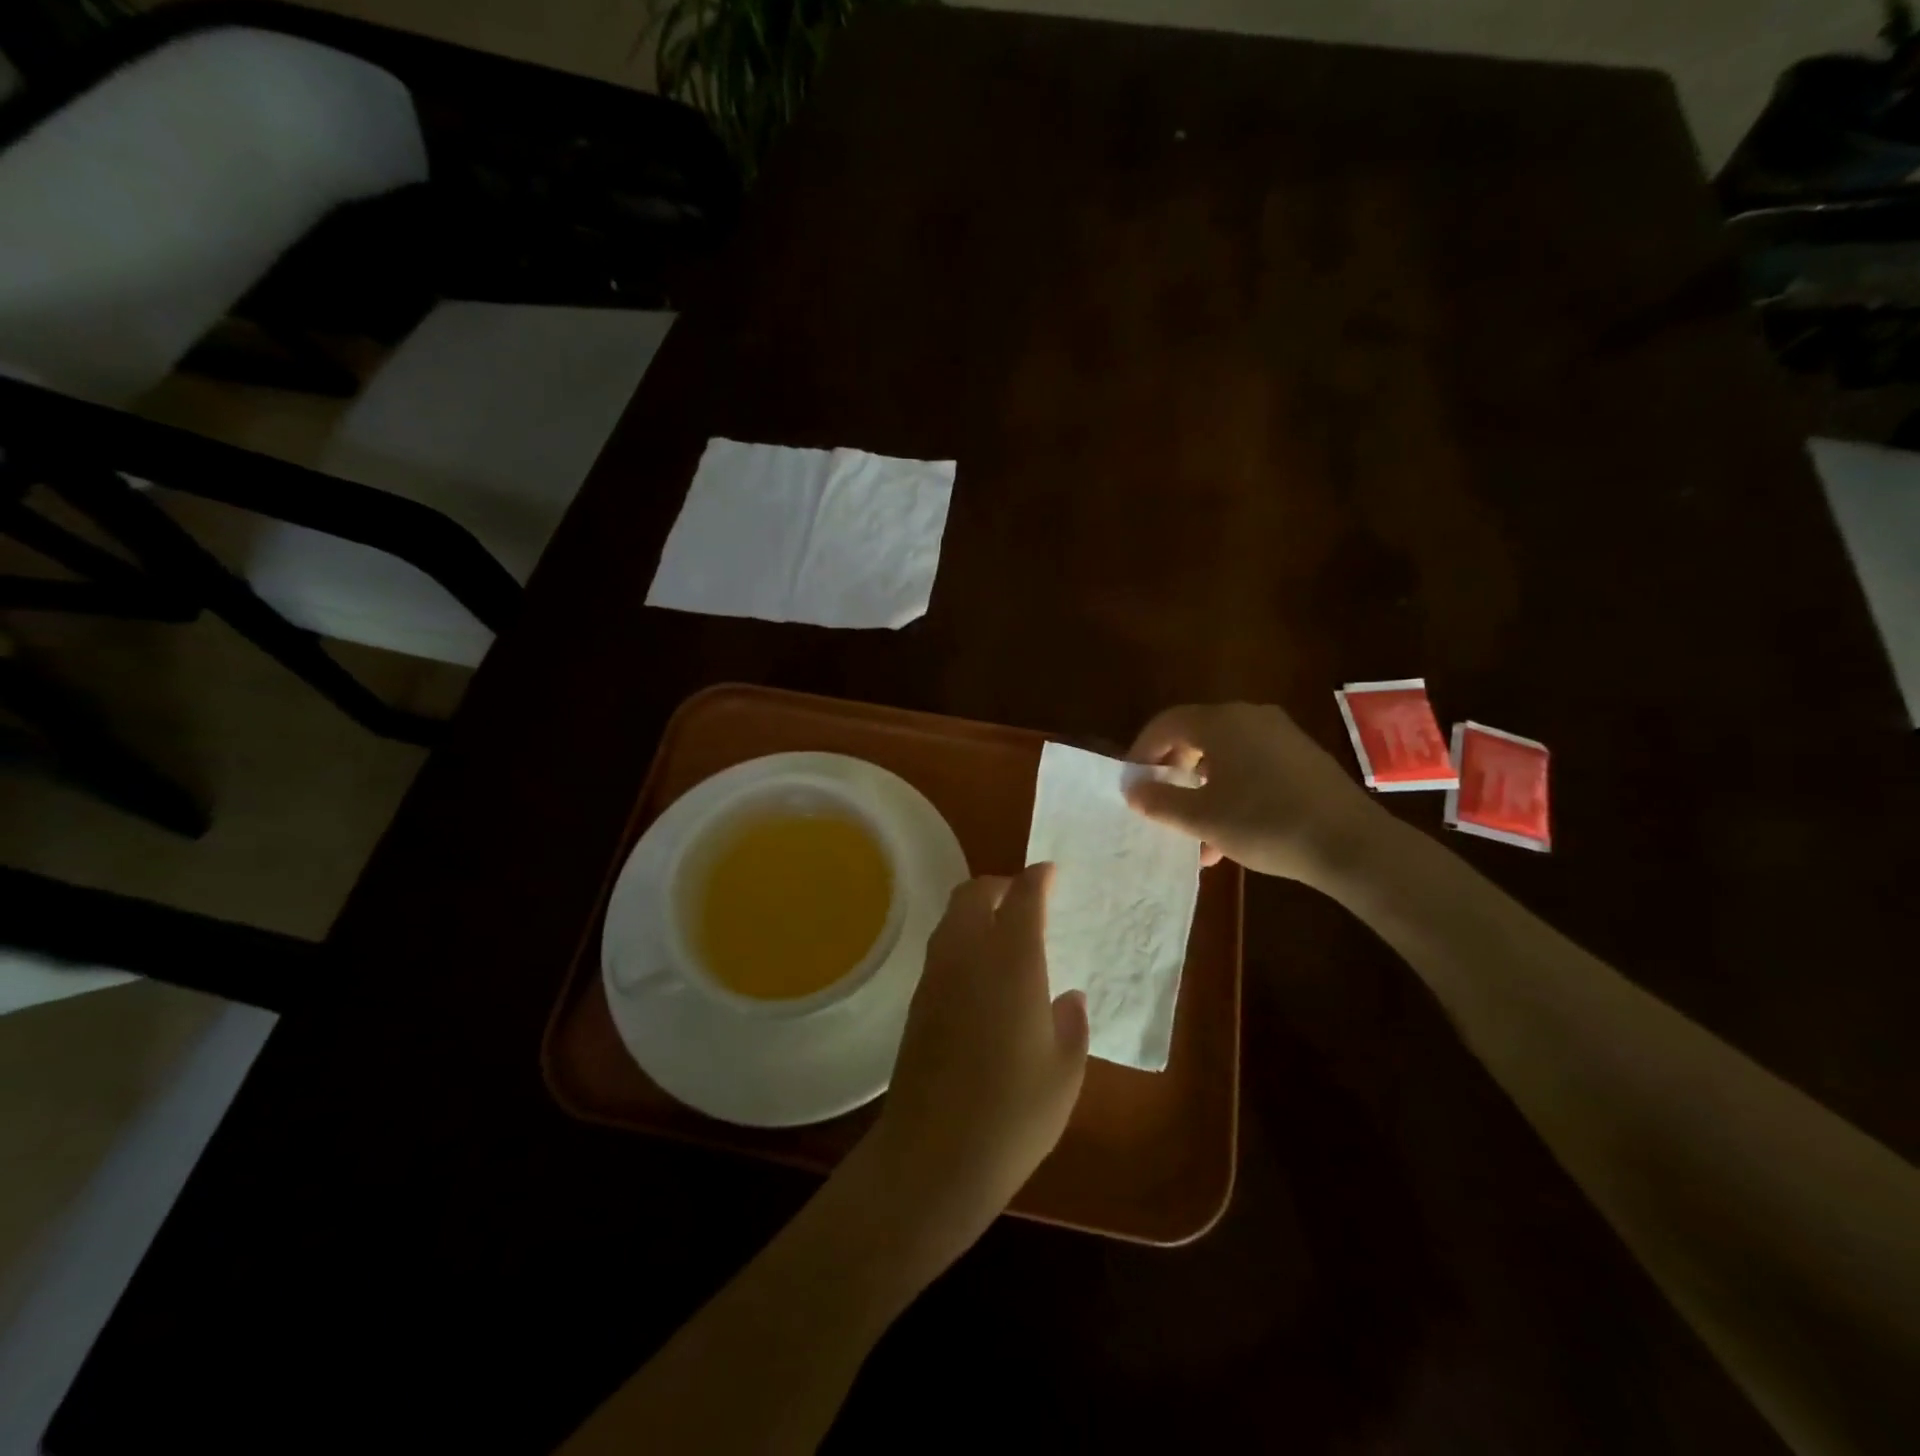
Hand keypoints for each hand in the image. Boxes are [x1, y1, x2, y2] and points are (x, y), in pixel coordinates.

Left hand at [868, 866, 1088, 1253]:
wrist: (932, 1156)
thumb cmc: (1013, 1113)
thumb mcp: (1064, 1072)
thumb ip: (1071, 1024)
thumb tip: (1067, 997)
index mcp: (1011, 961)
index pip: (1023, 897)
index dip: (1038, 878)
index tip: (1051, 873)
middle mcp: (967, 955)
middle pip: (973, 893)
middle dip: (999, 885)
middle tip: (1024, 900)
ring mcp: (935, 977)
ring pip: (951, 918)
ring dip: (976, 911)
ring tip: (1004, 935)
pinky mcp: (917, 1002)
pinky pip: (942, 950)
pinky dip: (963, 942)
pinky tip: (982, 976)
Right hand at [1123, 701, 1386, 887]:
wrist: (1351, 843)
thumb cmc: (1265, 823)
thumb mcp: (1202, 818)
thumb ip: (1160, 801)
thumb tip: (1133, 789)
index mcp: (1222, 722)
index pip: (1167, 722)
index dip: (1142, 750)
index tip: (1132, 782)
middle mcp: (1251, 718)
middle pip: (1196, 736)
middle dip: (1173, 771)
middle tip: (1160, 802)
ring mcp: (1282, 736)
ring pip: (1225, 756)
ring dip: (1202, 789)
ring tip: (1195, 834)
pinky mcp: (1303, 758)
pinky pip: (1252, 766)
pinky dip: (1232, 791)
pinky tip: (1232, 833)